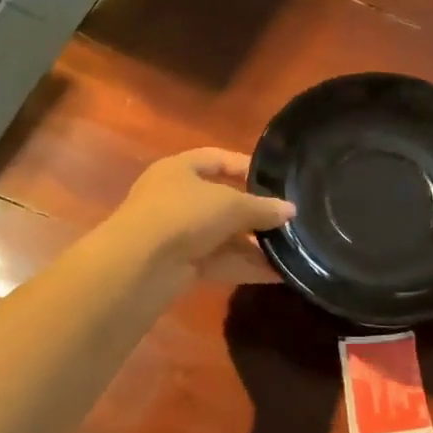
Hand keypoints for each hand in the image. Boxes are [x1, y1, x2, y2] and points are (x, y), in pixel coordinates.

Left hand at [109, 148, 294, 285]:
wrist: (140, 265)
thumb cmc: (183, 215)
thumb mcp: (230, 205)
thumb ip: (262, 207)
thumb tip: (291, 210)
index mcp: (180, 169)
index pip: (216, 158)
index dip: (245, 166)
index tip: (276, 179)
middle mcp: (176, 198)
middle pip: (223, 202)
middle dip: (255, 213)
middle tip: (289, 221)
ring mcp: (177, 234)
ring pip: (223, 236)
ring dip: (255, 245)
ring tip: (292, 250)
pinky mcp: (182, 266)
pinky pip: (221, 262)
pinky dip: (246, 266)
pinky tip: (279, 273)